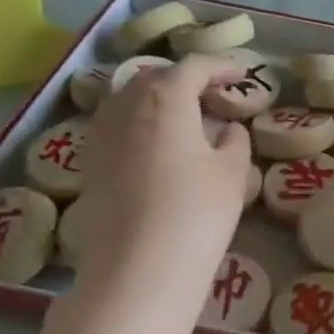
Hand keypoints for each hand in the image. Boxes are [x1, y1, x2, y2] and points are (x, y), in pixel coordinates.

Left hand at [76, 53, 251, 303]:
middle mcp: (126, 106)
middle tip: (215, 94)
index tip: (242, 74)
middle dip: (186, 79)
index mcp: (165, 98)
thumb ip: (233, 141)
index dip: (220, 66)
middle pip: (155, 77)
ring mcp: (101, 134)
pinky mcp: (90, 163)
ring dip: (160, 99)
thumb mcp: (232, 172)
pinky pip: (117, 125)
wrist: (139, 268)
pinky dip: (141, 122)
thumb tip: (227, 130)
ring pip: (130, 99)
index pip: (193, 67)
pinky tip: (160, 145)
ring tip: (188, 117)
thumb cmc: (197, 211)